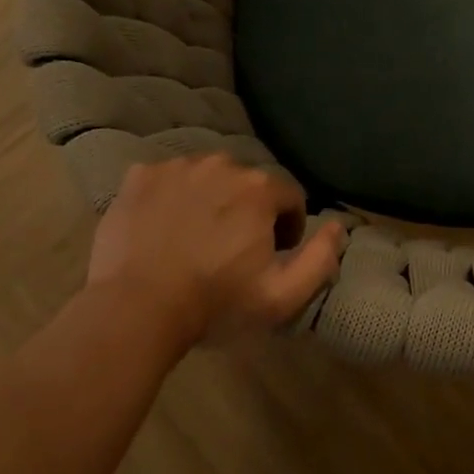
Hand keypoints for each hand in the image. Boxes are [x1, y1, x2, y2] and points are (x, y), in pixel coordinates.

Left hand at [83, 156, 344, 350]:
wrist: (135, 309)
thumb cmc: (215, 304)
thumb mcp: (282, 296)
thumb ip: (321, 258)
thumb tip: (338, 225)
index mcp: (259, 189)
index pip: (289, 197)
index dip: (287, 228)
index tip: (271, 256)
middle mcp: (221, 164)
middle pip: (247, 184)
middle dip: (248, 212)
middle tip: (230, 251)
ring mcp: (176, 167)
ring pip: (207, 178)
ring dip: (210, 201)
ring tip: (195, 240)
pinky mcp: (138, 177)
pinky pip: (167, 180)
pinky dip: (171, 198)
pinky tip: (163, 229)